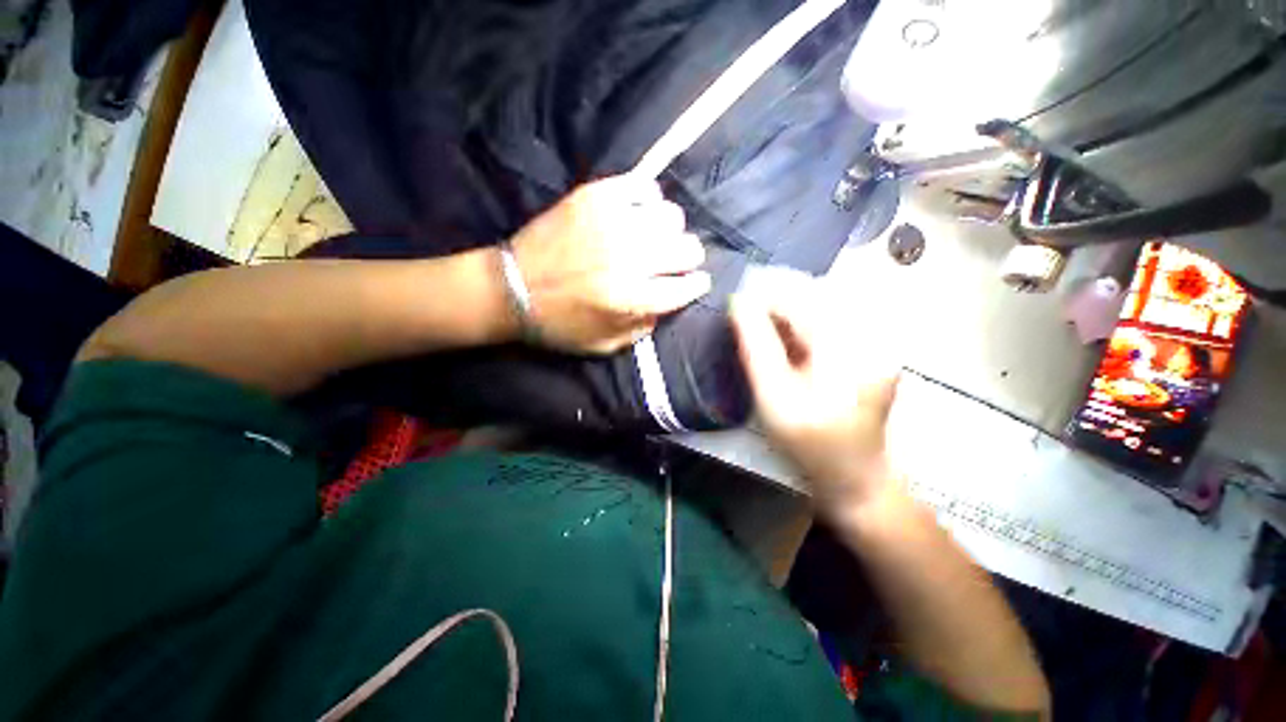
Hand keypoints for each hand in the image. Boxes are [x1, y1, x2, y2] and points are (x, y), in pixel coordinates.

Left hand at [509, 174, 710, 353]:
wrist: (510, 289)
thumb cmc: (559, 324)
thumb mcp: (606, 345)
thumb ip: (644, 327)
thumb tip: (668, 303)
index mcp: (631, 299)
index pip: (686, 287)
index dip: (697, 285)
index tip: (697, 282)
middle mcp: (628, 259)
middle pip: (687, 249)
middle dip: (689, 258)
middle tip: (677, 261)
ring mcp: (612, 222)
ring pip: (672, 216)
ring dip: (669, 231)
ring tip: (655, 237)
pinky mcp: (594, 197)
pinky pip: (644, 187)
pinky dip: (648, 200)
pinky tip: (638, 213)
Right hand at [729, 274, 902, 516]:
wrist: (855, 475)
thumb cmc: (809, 445)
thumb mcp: (773, 399)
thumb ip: (756, 348)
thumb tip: (740, 303)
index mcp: (847, 350)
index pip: (801, 299)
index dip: (765, 295)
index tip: (737, 303)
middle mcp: (871, 336)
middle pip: (815, 295)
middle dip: (776, 299)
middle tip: (746, 314)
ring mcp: (878, 341)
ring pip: (822, 304)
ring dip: (788, 309)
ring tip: (764, 326)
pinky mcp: (875, 347)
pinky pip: (832, 318)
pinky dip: (803, 322)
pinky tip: (788, 338)